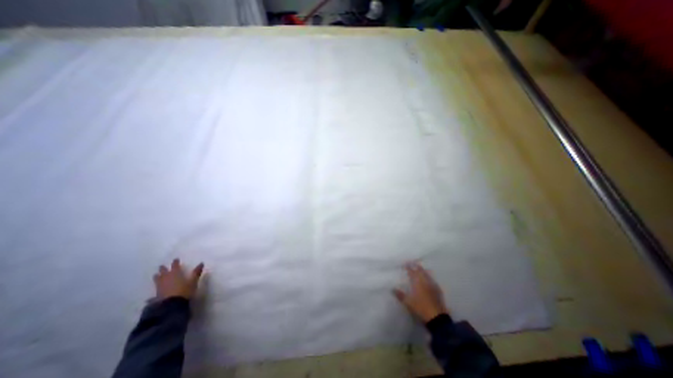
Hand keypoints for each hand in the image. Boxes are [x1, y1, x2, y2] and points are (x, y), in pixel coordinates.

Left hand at [153, 258, 202, 298]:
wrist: (171, 306)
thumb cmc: (184, 291)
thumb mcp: (193, 281)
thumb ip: (196, 272)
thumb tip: (201, 263)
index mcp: (175, 273)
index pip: (175, 266)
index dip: (175, 262)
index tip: (175, 259)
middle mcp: (166, 278)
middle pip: (163, 272)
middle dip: (163, 269)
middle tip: (162, 266)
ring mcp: (160, 287)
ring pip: (157, 279)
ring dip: (157, 276)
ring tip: (156, 275)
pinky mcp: (156, 295)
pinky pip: (155, 288)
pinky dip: (156, 287)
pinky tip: (153, 290)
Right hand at [395, 263, 444, 320]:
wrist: (437, 318)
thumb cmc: (421, 308)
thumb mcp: (408, 302)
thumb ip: (400, 295)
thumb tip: (392, 289)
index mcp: (417, 282)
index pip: (412, 272)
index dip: (408, 267)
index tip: (405, 263)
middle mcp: (425, 281)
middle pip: (420, 271)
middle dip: (416, 266)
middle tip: (412, 263)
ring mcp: (432, 285)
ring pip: (427, 274)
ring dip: (423, 271)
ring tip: (420, 269)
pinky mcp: (438, 291)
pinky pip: (432, 280)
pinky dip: (429, 277)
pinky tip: (429, 279)